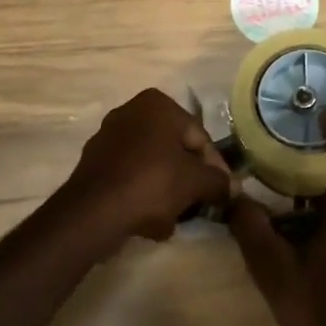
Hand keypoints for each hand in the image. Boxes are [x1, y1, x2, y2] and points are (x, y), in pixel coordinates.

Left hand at [61, 88, 231, 247]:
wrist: (93, 212)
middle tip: (196, 205)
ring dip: (165, 190)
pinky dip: (141, 194)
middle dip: (186, 179)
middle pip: (173, 149)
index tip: (220, 192)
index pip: (198, 136)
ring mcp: (108, 136)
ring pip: (151, 164)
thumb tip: (233, 188)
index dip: (213, 166)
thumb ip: (218, 181)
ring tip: (172, 219)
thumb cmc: (151, 182)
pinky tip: (148, 221)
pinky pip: (129, 176)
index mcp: (158, 104)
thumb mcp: (195, 182)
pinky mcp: (93, 162)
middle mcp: (132, 111)